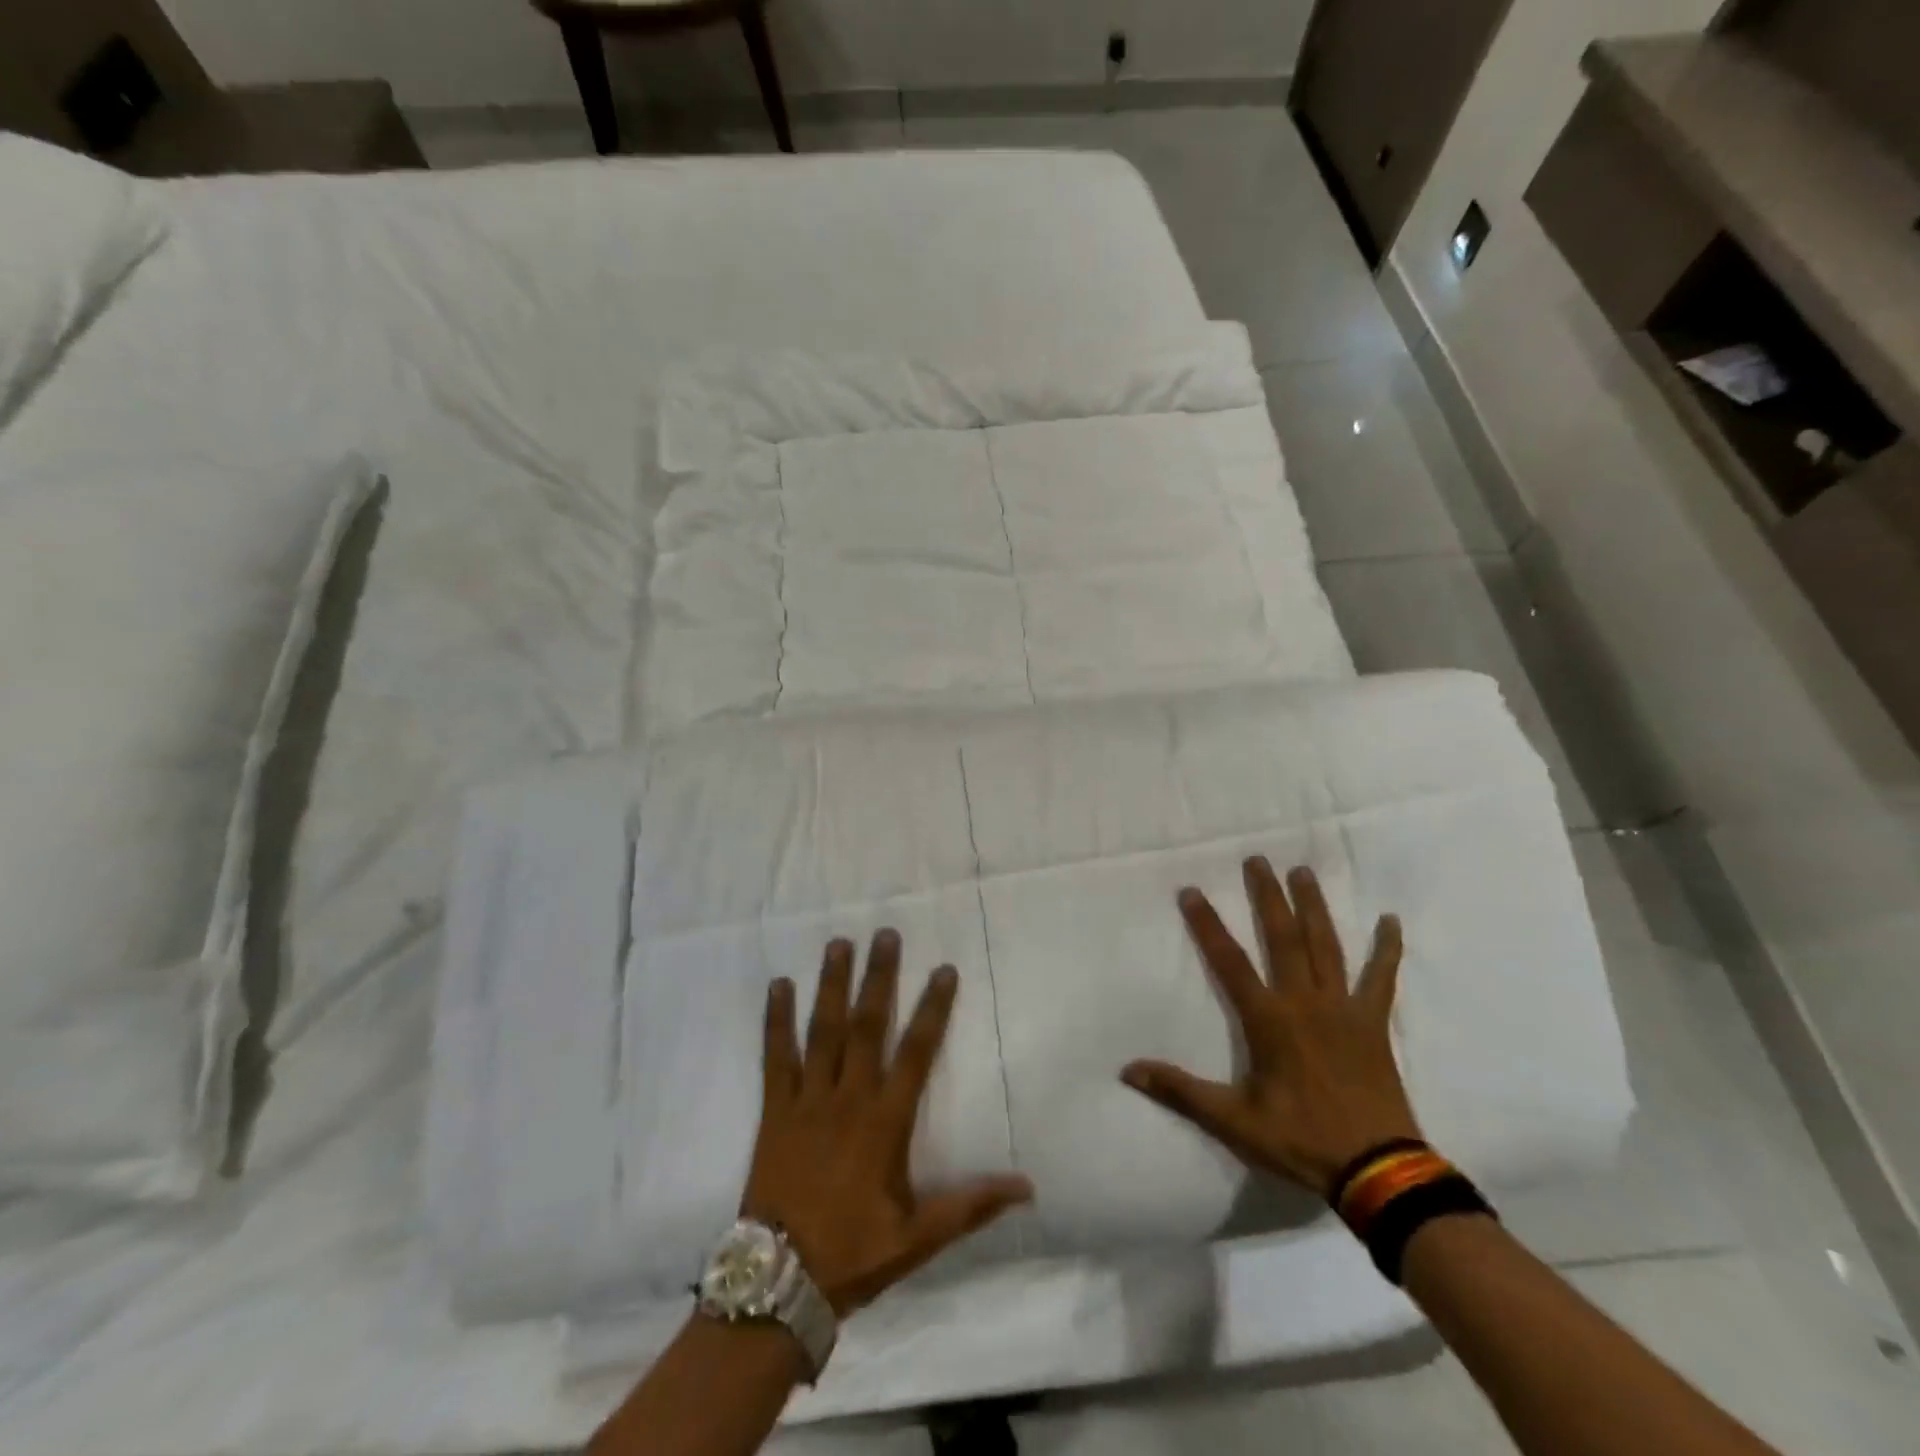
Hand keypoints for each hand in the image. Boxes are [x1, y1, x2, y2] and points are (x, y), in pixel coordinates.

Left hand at [743, 930, 1033, 1317]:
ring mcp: (807, 1100)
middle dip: (878, 977)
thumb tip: (1028, 1187)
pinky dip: (776, 1020)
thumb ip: (972, 1204)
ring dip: (832, 984)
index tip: (944, 969)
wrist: (777, 1283)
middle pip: (867, 1026)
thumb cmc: (855, 1253)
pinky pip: (775, 1057)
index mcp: (885, 1122)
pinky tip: (779, 985)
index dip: (933, 1009)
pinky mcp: (774, 1110)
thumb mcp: (920, 1236)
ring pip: (822, 1030)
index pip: (917, 1052)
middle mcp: (848, 1098)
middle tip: (885, 933)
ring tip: (839, 943)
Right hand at [1120, 859, 1418, 1199]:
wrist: (1378, 1170)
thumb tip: (1128, 1070)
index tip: (1192, 891)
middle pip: (1283, 938)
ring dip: (1313, 907)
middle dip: (1267, 897)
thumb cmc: (1301, 1140)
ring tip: (1302, 872)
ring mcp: (1343, 1009)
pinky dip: (1387, 950)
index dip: (1207, 925)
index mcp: (1268, 1020)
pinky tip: (1390, 921)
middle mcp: (1304, 1001)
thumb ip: (1180, 1091)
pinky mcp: (1373, 1023)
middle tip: (1257, 860)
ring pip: (1326, 946)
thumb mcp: (1233, 1120)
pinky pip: (1382, 979)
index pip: (1229, 962)